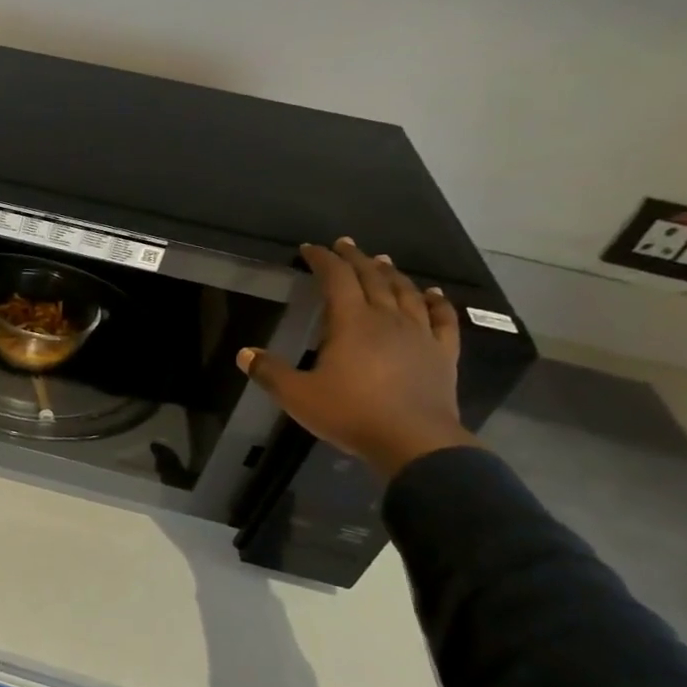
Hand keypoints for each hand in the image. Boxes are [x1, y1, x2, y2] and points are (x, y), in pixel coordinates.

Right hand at [239, 237, 478, 478]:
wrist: (414, 442)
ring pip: (406, 292)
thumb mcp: (298, 396)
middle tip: (345, 245)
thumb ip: (269, 372)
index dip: (322, 260)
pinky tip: (433, 294)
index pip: (336, 279)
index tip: (309, 249)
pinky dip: (437, 302)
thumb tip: (244, 353)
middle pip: (373, 278)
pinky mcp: (442, 353)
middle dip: (356, 258)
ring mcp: (419, 334)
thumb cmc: (351, 414)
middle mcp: (387, 318)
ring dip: (392, 274)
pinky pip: (442, 319)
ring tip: (382, 261)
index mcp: (351, 322)